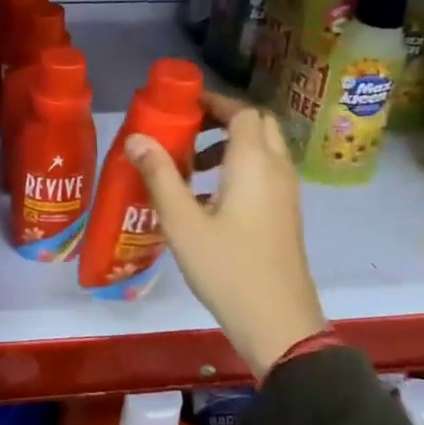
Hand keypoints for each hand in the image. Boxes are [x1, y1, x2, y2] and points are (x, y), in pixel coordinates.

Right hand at [126, 93, 323, 377]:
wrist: (278, 323)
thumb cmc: (227, 269)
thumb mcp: (183, 223)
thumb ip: (160, 176)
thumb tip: (136, 138)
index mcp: (254, 163)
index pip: (242, 111)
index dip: (214, 101)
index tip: (182, 106)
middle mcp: (277, 169)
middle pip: (257, 124)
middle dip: (222, 119)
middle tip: (186, 131)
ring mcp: (286, 193)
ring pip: (263, 149)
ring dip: (230, 145)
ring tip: (189, 167)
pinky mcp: (286, 214)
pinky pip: (266, 172)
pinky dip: (240, 168)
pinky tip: (208, 198)